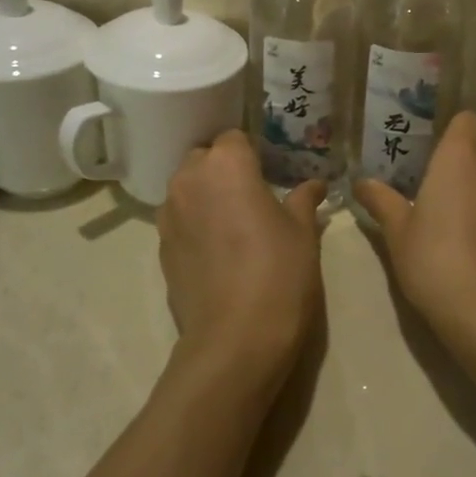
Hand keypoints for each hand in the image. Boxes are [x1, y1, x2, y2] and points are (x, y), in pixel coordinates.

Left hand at [157, 131, 327, 386]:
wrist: (235, 339)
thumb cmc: (279, 272)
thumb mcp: (302, 232)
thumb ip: (304, 200)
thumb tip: (315, 184)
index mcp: (226, 164)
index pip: (235, 137)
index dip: (253, 153)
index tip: (270, 173)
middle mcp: (189, 179)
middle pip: (204, 158)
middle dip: (225, 169)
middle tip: (253, 195)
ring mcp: (169, 214)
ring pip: (187, 188)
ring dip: (207, 195)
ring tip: (234, 223)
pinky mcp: (160, 247)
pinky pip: (179, 219)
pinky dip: (195, 223)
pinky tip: (218, 250)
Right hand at [352, 111, 475, 347]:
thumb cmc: (432, 258)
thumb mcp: (396, 231)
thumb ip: (381, 200)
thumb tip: (361, 182)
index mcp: (460, 159)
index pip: (468, 120)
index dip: (453, 130)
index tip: (432, 149)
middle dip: (462, 163)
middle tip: (432, 187)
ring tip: (450, 219)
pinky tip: (470, 244)